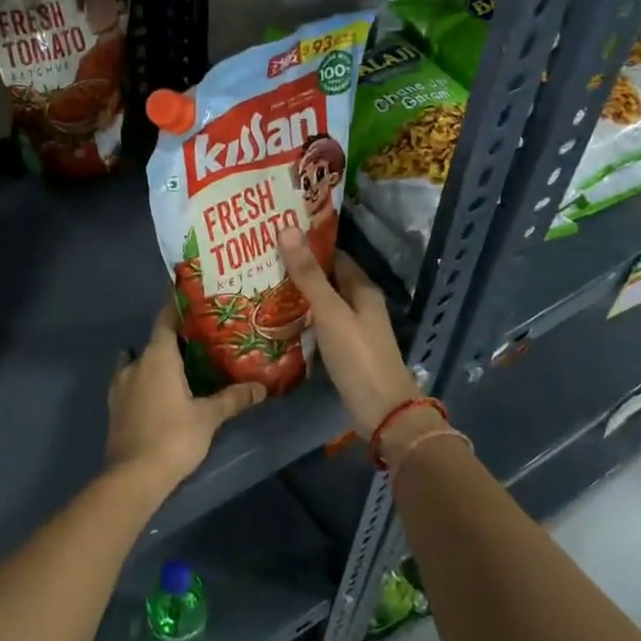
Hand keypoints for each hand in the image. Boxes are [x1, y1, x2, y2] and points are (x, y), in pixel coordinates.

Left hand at [105, 302, 265, 491]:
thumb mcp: (208, 417)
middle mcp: (135, 364)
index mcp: (157, 357)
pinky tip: (160, 389)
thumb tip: (260, 387)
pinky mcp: (116, 407)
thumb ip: (232, 398)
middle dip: (174, 337)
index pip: (165, 319)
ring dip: (155, 359)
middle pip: (154, 341)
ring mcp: (120, 386)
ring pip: (138, 361)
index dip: (177, 305)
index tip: (192, 296)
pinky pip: (132, 381)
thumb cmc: (173, 437)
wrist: (133, 477)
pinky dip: (145, 379)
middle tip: (200, 337)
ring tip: (180, 363)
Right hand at [277, 227, 421, 436]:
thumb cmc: (358, 356)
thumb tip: (287, 228)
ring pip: (320, 305)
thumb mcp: (330, 312)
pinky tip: (275, 322)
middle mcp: (359, 305)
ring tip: (259, 287)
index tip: (275, 236)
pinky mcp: (343, 352)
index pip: (333, 256)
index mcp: (362, 289)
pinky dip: (300, 321)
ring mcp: (352, 330)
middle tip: (258, 261)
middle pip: (326, 280)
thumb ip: (308, 275)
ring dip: (296, 297)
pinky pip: (318, 328)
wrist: (382, 411)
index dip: (308, 245)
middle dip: (297, 271)